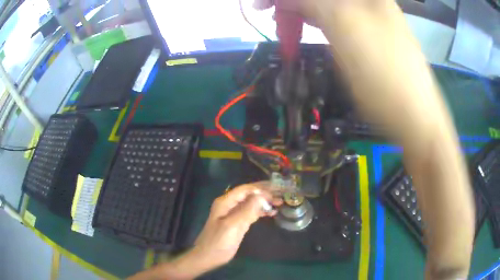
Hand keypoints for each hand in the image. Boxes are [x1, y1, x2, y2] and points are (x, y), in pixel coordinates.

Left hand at [189, 182, 280, 272]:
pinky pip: (251, 213)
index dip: (261, 188)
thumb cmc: (218, 242)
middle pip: (249, 195)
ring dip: (264, 202)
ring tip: (280, 202)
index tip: (277, 188)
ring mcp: (233, 214)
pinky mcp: (237, 223)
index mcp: (225, 202)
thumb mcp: (233, 226)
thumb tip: (262, 195)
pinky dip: (261, 211)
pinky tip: (271, 213)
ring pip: (251, 204)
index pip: (245, 189)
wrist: (208, 257)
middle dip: (265, 193)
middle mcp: (229, 205)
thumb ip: (247, 210)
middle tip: (282, 194)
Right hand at [254, 0, 444, 143]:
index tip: (261, 7)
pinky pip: (336, 20)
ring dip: (304, 13)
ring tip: (288, 30)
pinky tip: (310, 29)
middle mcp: (368, 2)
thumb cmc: (384, 74)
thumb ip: (312, 1)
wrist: (414, 118)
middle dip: (294, 5)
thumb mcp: (345, 25)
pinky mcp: (368, 36)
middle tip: (276, 22)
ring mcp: (369, 19)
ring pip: (327, 7)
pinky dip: (318, 22)